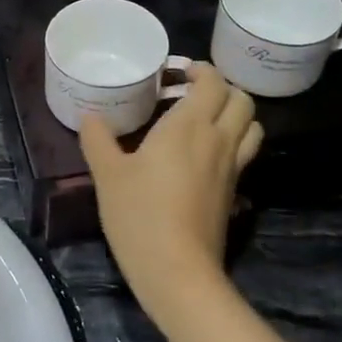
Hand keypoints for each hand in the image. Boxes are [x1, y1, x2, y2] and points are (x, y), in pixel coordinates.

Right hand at [79, 65, 262, 327]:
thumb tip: (90, 116)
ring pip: (251, 126)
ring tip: (204, 120)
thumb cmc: (140, 215)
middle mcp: (218, 139)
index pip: (213, 82)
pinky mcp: (234, 193)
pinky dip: (233, 141)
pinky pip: (244, 153)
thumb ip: (98, 139)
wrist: (177, 271)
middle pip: (241, 99)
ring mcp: (232, 168)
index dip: (200, 71)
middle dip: (221, 88)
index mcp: (189, 125)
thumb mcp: (108, 174)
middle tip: (190, 94)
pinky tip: (204, 155)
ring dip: (234, 114)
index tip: (175, 74)